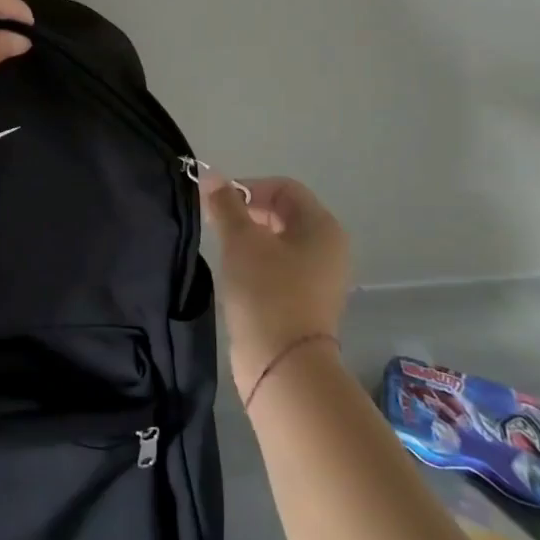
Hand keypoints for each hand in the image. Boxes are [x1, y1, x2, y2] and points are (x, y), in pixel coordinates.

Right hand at [200, 172, 352, 402]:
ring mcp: (320, 278)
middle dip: (248, 213)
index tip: (217, 205)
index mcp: (322, 226)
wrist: (284, 365)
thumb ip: (225, 204)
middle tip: (216, 226)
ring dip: (250, 240)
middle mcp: (329, 248)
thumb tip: (210, 174)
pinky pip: (280, 268)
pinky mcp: (306, 302)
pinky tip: (236, 277)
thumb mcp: (241, 241)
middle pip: (284, 213)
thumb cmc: (266, 292)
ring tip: (223, 253)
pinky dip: (258, 264)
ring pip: (280, 243)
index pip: (284, 188)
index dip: (248, 188)